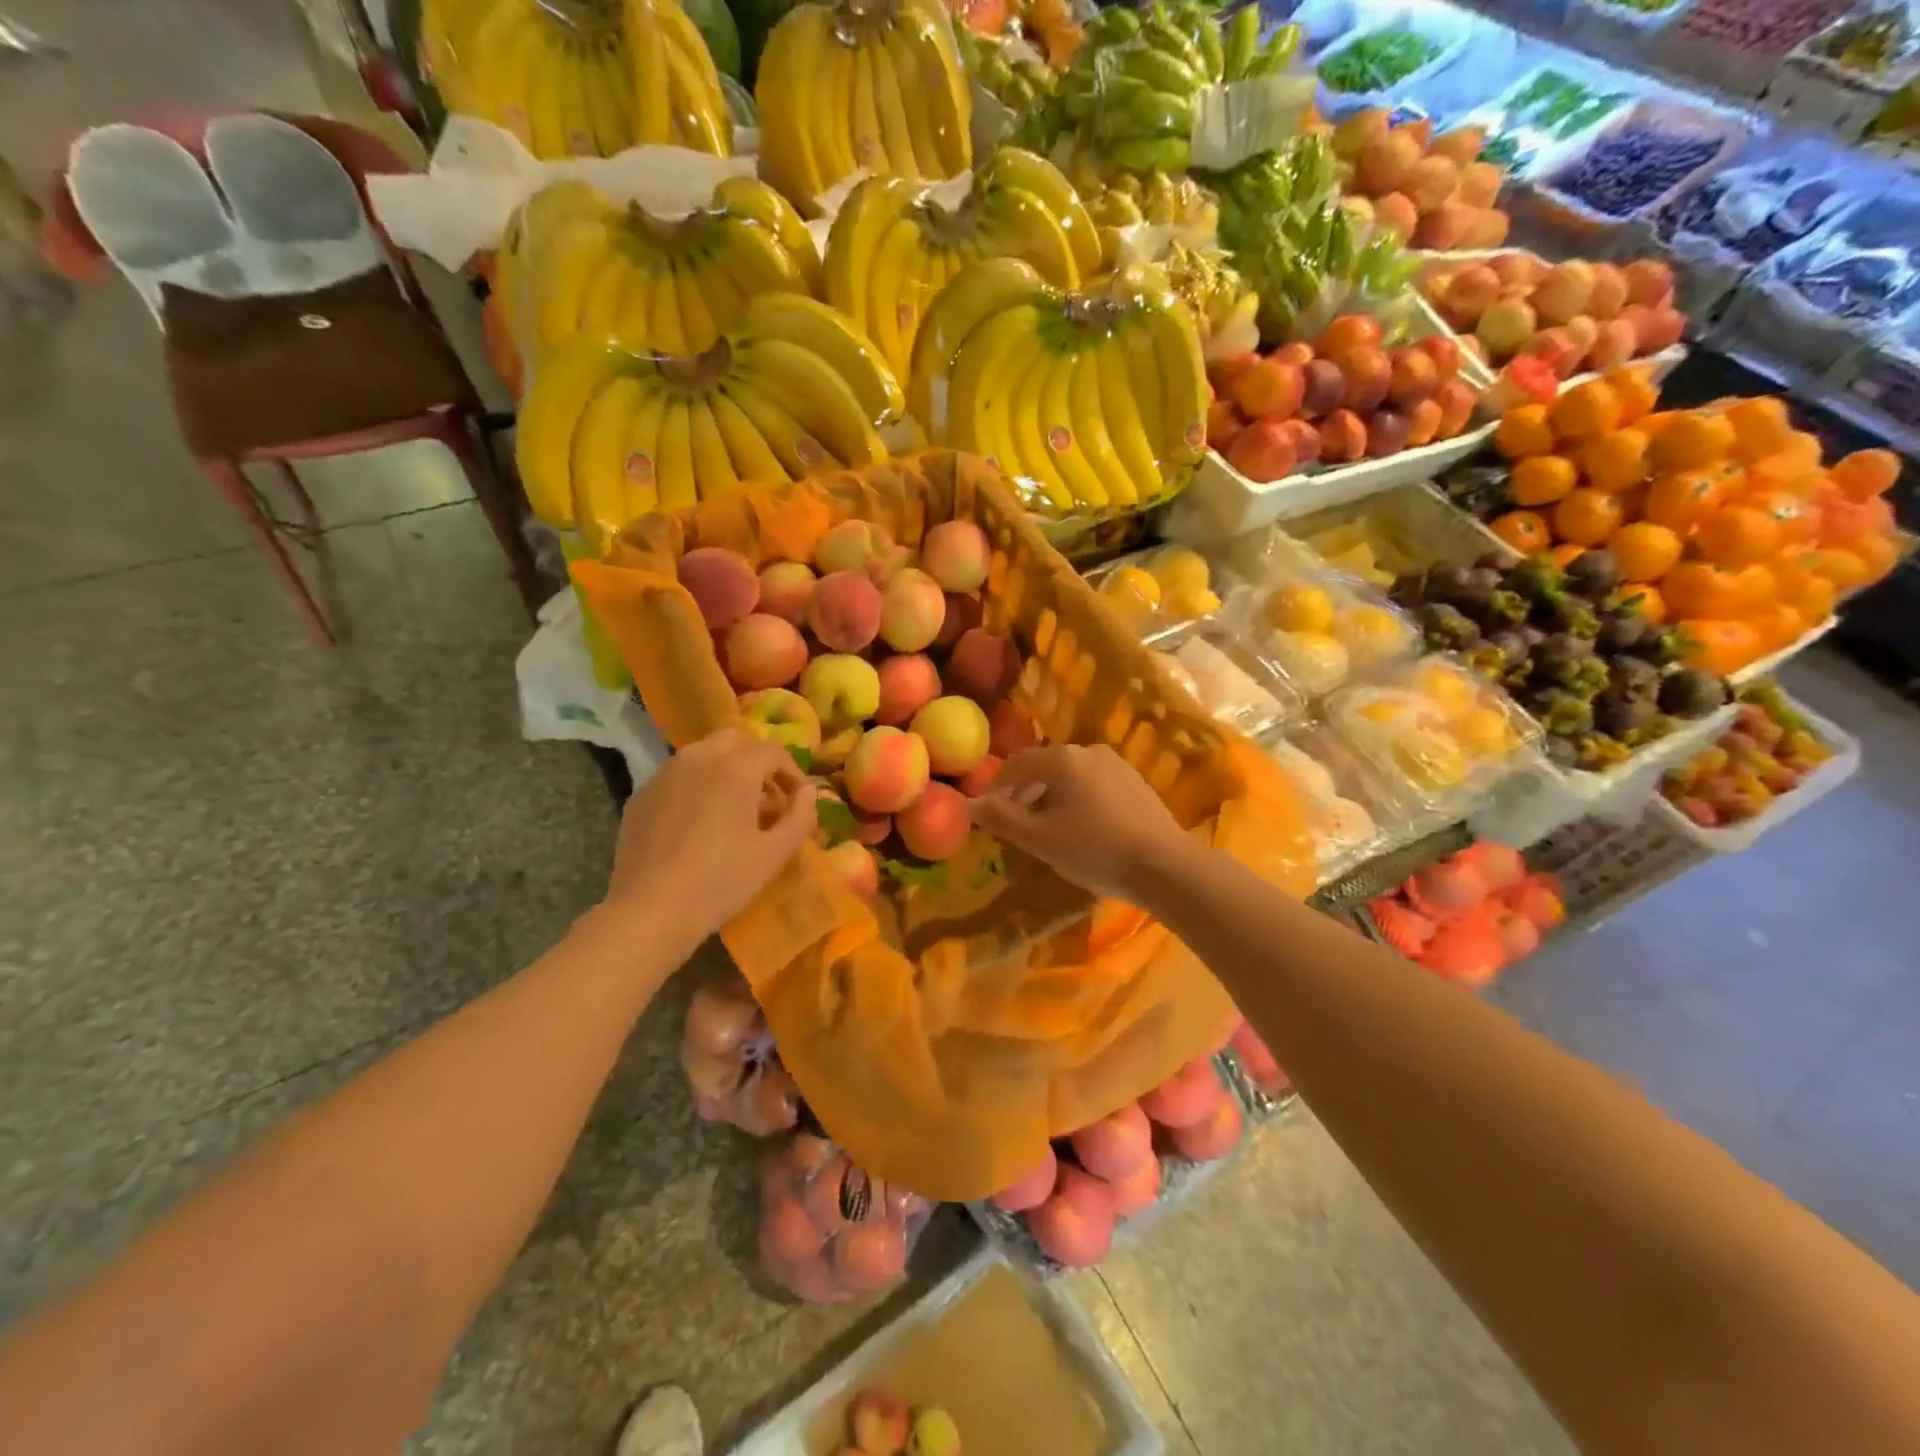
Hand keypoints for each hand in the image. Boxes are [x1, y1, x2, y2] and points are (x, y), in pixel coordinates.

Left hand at [605, 728, 815, 941]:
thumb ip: (800, 816)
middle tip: (765, 795)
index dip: (792, 772)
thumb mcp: (775, 854)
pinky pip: (677, 776)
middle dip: (755, 760)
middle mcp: (698, 758)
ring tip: (731, 807)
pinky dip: (695, 785)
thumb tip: (807, 793)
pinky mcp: (641, 794)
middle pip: (734, 740)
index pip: (773, 751)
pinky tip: (697, 821)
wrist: (650, 910)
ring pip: (702, 753)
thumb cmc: (721, 881)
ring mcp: (664, 774)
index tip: (797, 799)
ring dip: (724, 769)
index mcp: (735, 768)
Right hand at [968, 744, 1196, 905]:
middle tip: (1015, 823)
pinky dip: (1079, 801)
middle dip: (1025, 792)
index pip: (1017, 764)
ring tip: (1047, 829)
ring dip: (1052, 797)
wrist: (1164, 865)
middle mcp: (1090, 751)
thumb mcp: (1038, 838)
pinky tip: (1083, 830)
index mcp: (1062, 759)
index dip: (996, 786)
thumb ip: (1000, 818)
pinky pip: (1095, 786)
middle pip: (1045, 767)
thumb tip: (970, 804)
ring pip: (1072, 777)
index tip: (988, 811)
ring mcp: (1118, 766)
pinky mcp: (1137, 784)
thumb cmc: (1093, 849)